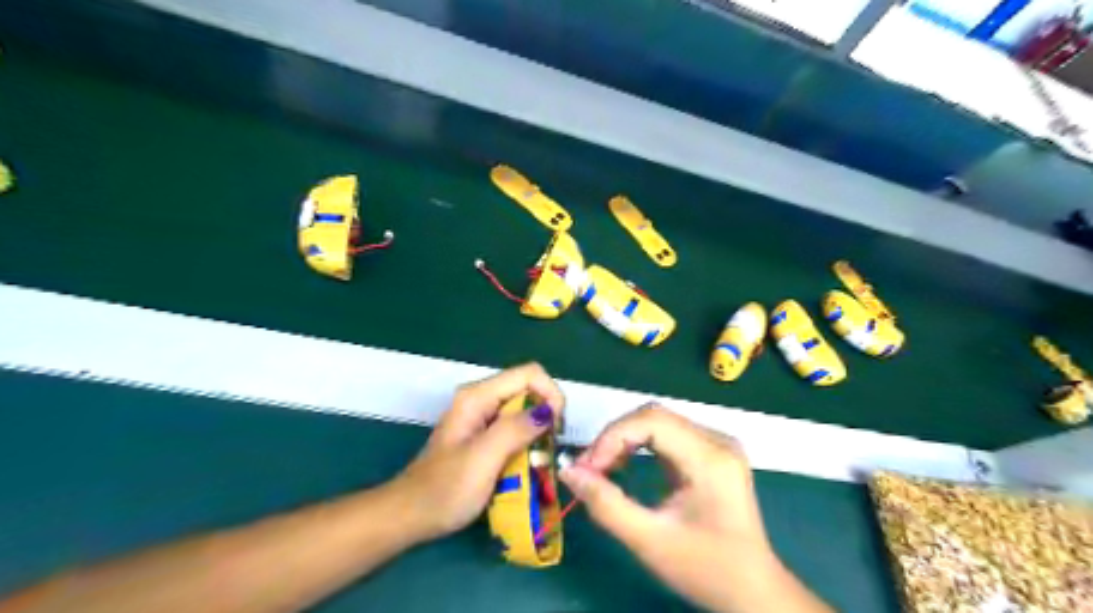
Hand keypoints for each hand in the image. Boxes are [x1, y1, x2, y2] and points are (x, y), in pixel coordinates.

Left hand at [394, 364, 563, 541]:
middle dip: (546, 415)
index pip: (530, 374)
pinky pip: (516, 428)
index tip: (556, 428)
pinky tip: (526, 465)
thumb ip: (516, 430)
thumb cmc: (444, 490)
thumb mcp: (483, 459)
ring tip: (540, 460)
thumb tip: (550, 411)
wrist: (410, 517)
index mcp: (478, 396)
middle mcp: (481, 399)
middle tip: (549, 449)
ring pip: (525, 410)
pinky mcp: (484, 435)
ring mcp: (482, 417)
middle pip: (529, 390)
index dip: (550, 395)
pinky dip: (528, 443)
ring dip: (539, 432)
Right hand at [563, 404, 808, 611]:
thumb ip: (605, 504)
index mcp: (710, 457)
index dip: (612, 436)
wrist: (753, 593)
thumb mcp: (649, 541)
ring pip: (658, 423)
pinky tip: (624, 466)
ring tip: (602, 469)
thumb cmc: (706, 569)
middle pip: (654, 417)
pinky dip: (639, 447)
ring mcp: (717, 444)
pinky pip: (667, 436)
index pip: (652, 419)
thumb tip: (568, 472)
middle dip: (615, 438)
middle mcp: (717, 440)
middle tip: (590, 469)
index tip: (586, 467)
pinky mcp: (711, 454)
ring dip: (624, 441)